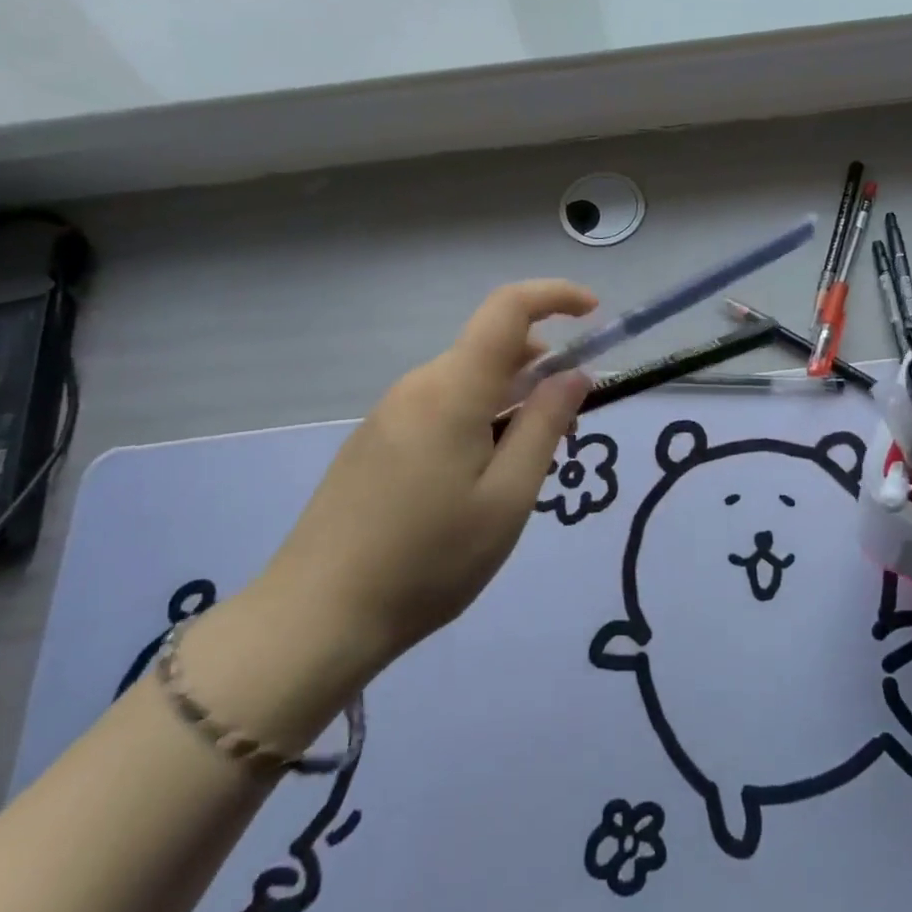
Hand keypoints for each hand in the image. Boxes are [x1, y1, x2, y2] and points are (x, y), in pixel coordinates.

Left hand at [205, 281, 595, 743]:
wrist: (317, 615)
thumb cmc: (429, 559)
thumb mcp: (508, 498)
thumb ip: (545, 425)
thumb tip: (575, 373)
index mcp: (453, 389)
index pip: (508, 308)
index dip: (555, 295)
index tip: (594, 314)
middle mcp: (417, 385)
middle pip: (490, 349)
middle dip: (538, 369)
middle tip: (564, 431)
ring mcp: (389, 412)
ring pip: (466, 381)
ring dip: (507, 400)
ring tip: (519, 470)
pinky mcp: (373, 440)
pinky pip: (439, 407)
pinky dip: (475, 419)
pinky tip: (472, 483)